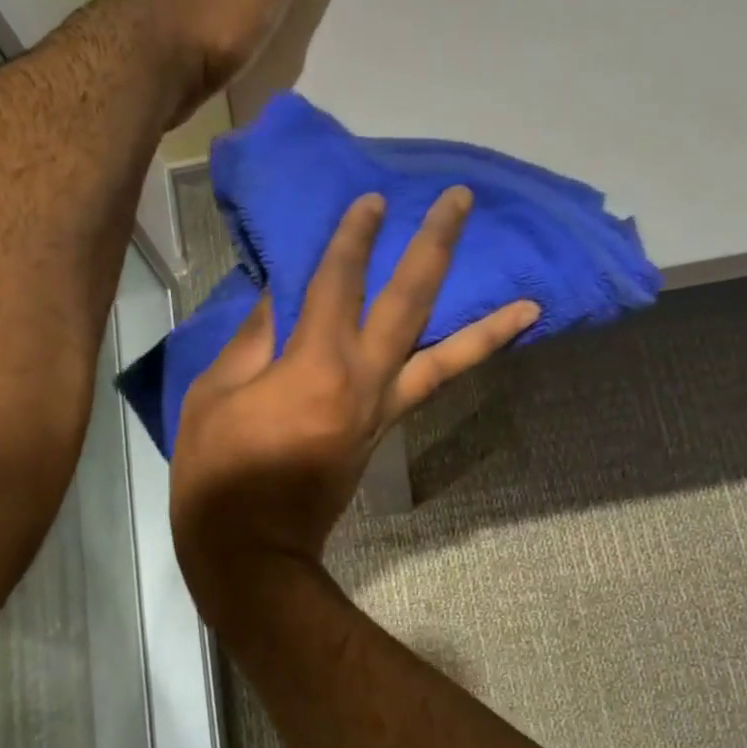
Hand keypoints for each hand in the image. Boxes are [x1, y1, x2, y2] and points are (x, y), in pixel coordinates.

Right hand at [170, 188, 537, 611]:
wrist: (254, 548)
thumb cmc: (220, 472)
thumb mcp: (214, 395)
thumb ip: (252, 339)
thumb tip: (280, 296)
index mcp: (316, 363)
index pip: (339, 281)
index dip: (354, 236)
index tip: (374, 199)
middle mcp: (365, 379)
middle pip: (410, 300)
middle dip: (435, 246)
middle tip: (462, 202)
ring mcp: (385, 409)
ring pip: (447, 358)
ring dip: (488, 326)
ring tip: (532, 304)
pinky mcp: (387, 433)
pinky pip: (431, 390)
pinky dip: (459, 366)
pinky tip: (478, 350)